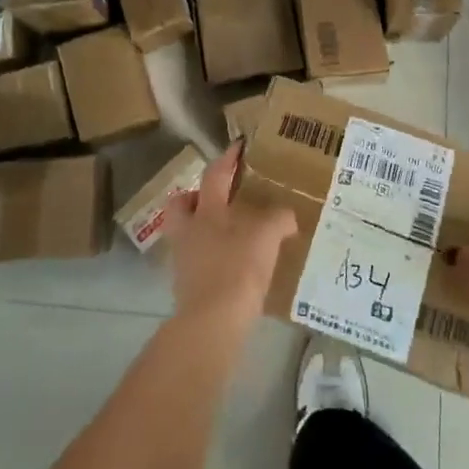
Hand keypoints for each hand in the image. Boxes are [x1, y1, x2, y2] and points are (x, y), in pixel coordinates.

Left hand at [162, 141, 297, 336]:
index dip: (227, 158)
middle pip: (181, 205)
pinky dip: (211, 258)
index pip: (215, 175)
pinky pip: (197, 262)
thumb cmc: (237, 268)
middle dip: (195, 197)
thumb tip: (287, 216)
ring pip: (187, 234)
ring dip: (204, 230)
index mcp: (206, 211)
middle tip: (218, 199)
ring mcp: (184, 261)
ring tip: (231, 234)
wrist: (212, 323)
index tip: (238, 145)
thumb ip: (278, 220)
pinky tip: (232, 265)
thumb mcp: (266, 237)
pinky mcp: (187, 289)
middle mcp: (189, 231)